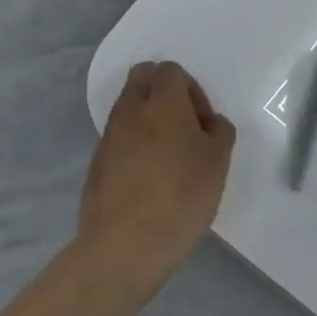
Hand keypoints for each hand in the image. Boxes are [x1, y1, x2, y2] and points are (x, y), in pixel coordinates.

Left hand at [78, 62, 235, 291]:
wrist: (125, 246)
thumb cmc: (181, 197)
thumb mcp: (218, 162)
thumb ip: (219, 131)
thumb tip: (208, 123)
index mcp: (163, 103)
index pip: (169, 70)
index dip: (192, 89)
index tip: (203, 122)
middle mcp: (130, 111)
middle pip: (142, 78)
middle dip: (164, 92)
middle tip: (186, 127)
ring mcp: (109, 138)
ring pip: (129, 109)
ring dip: (150, 120)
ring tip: (171, 157)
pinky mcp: (97, 164)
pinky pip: (120, 138)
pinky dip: (136, 145)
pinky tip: (152, 179)